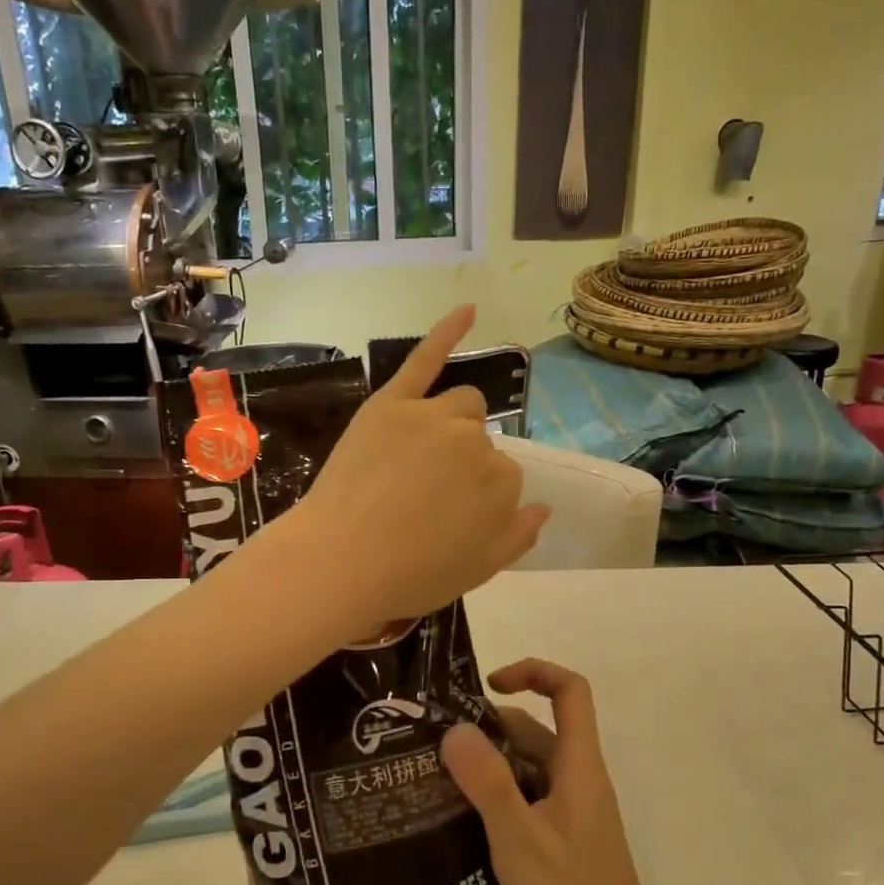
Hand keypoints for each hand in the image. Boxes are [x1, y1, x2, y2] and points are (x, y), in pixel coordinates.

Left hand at [297, 306, 548, 623]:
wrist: (339, 562)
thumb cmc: (409, 575)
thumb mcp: (478, 571)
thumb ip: (518, 536)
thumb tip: (544, 506)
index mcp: (503, 483)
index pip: (505, 476)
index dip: (478, 498)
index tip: (451, 517)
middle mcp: (475, 441)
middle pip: (481, 438)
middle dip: (464, 462)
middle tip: (427, 494)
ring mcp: (431, 416)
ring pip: (460, 405)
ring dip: (452, 424)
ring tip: (419, 456)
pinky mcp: (391, 403)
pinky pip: (425, 359)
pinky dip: (449, 331)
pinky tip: (471, 309)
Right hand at [440, 660, 682, 884]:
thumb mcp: (520, 841)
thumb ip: (487, 782)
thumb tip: (454, 728)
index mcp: (578, 767)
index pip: (569, 691)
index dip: (533, 672)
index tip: (487, 686)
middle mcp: (578, 782)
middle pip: (538, 730)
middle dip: (490, 728)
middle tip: (434, 743)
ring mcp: (573, 816)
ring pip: (529, 770)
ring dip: (489, 767)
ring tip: (433, 780)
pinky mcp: (565, 846)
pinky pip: (528, 804)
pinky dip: (497, 801)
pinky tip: (459, 824)